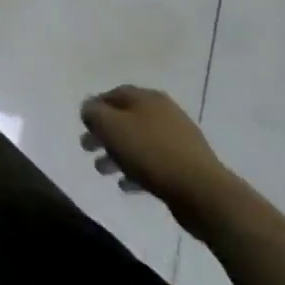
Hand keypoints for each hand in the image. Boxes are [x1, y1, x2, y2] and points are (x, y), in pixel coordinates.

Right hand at [80, 85, 237, 234]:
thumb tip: (88, 107)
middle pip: (126, 118)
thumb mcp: (112, 127)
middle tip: (87, 147)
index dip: (96, 106)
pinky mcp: (185, 164)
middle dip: (104, 132)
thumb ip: (94, 113)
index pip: (114, 94)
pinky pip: (153, 163)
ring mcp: (177, 138)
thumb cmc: (151, 153)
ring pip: (139, 141)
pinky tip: (126, 185)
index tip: (82, 123)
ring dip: (118, 153)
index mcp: (147, 98)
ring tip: (102, 170)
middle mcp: (163, 112)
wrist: (202, 191)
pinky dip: (136, 170)